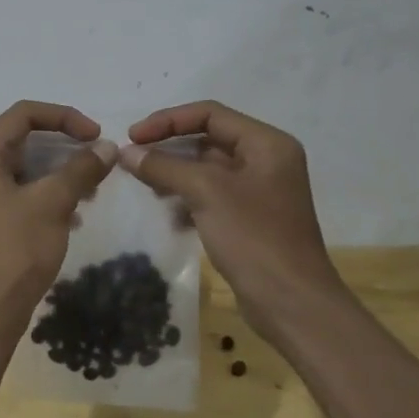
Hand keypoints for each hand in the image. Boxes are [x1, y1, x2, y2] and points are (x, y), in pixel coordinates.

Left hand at [0, 101, 116, 330]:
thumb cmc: (15, 249)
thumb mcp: (52, 203)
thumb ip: (80, 169)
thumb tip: (108, 146)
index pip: (24, 113)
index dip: (64, 117)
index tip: (97, 135)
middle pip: (26, 138)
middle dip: (65, 147)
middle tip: (99, 162)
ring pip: (28, 166)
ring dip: (62, 172)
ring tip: (91, 190)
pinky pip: (24, 190)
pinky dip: (51, 194)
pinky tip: (75, 216)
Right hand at [119, 100, 344, 325]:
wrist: (291, 303)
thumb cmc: (254, 237)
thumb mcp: (205, 193)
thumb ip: (164, 167)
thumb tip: (127, 153)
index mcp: (267, 143)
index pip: (210, 114)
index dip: (168, 121)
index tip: (133, 137)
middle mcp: (266, 160)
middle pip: (208, 139)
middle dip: (169, 148)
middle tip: (132, 160)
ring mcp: (259, 191)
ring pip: (206, 170)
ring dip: (174, 175)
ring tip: (145, 187)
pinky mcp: (250, 219)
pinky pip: (211, 196)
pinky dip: (187, 199)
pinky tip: (168, 216)